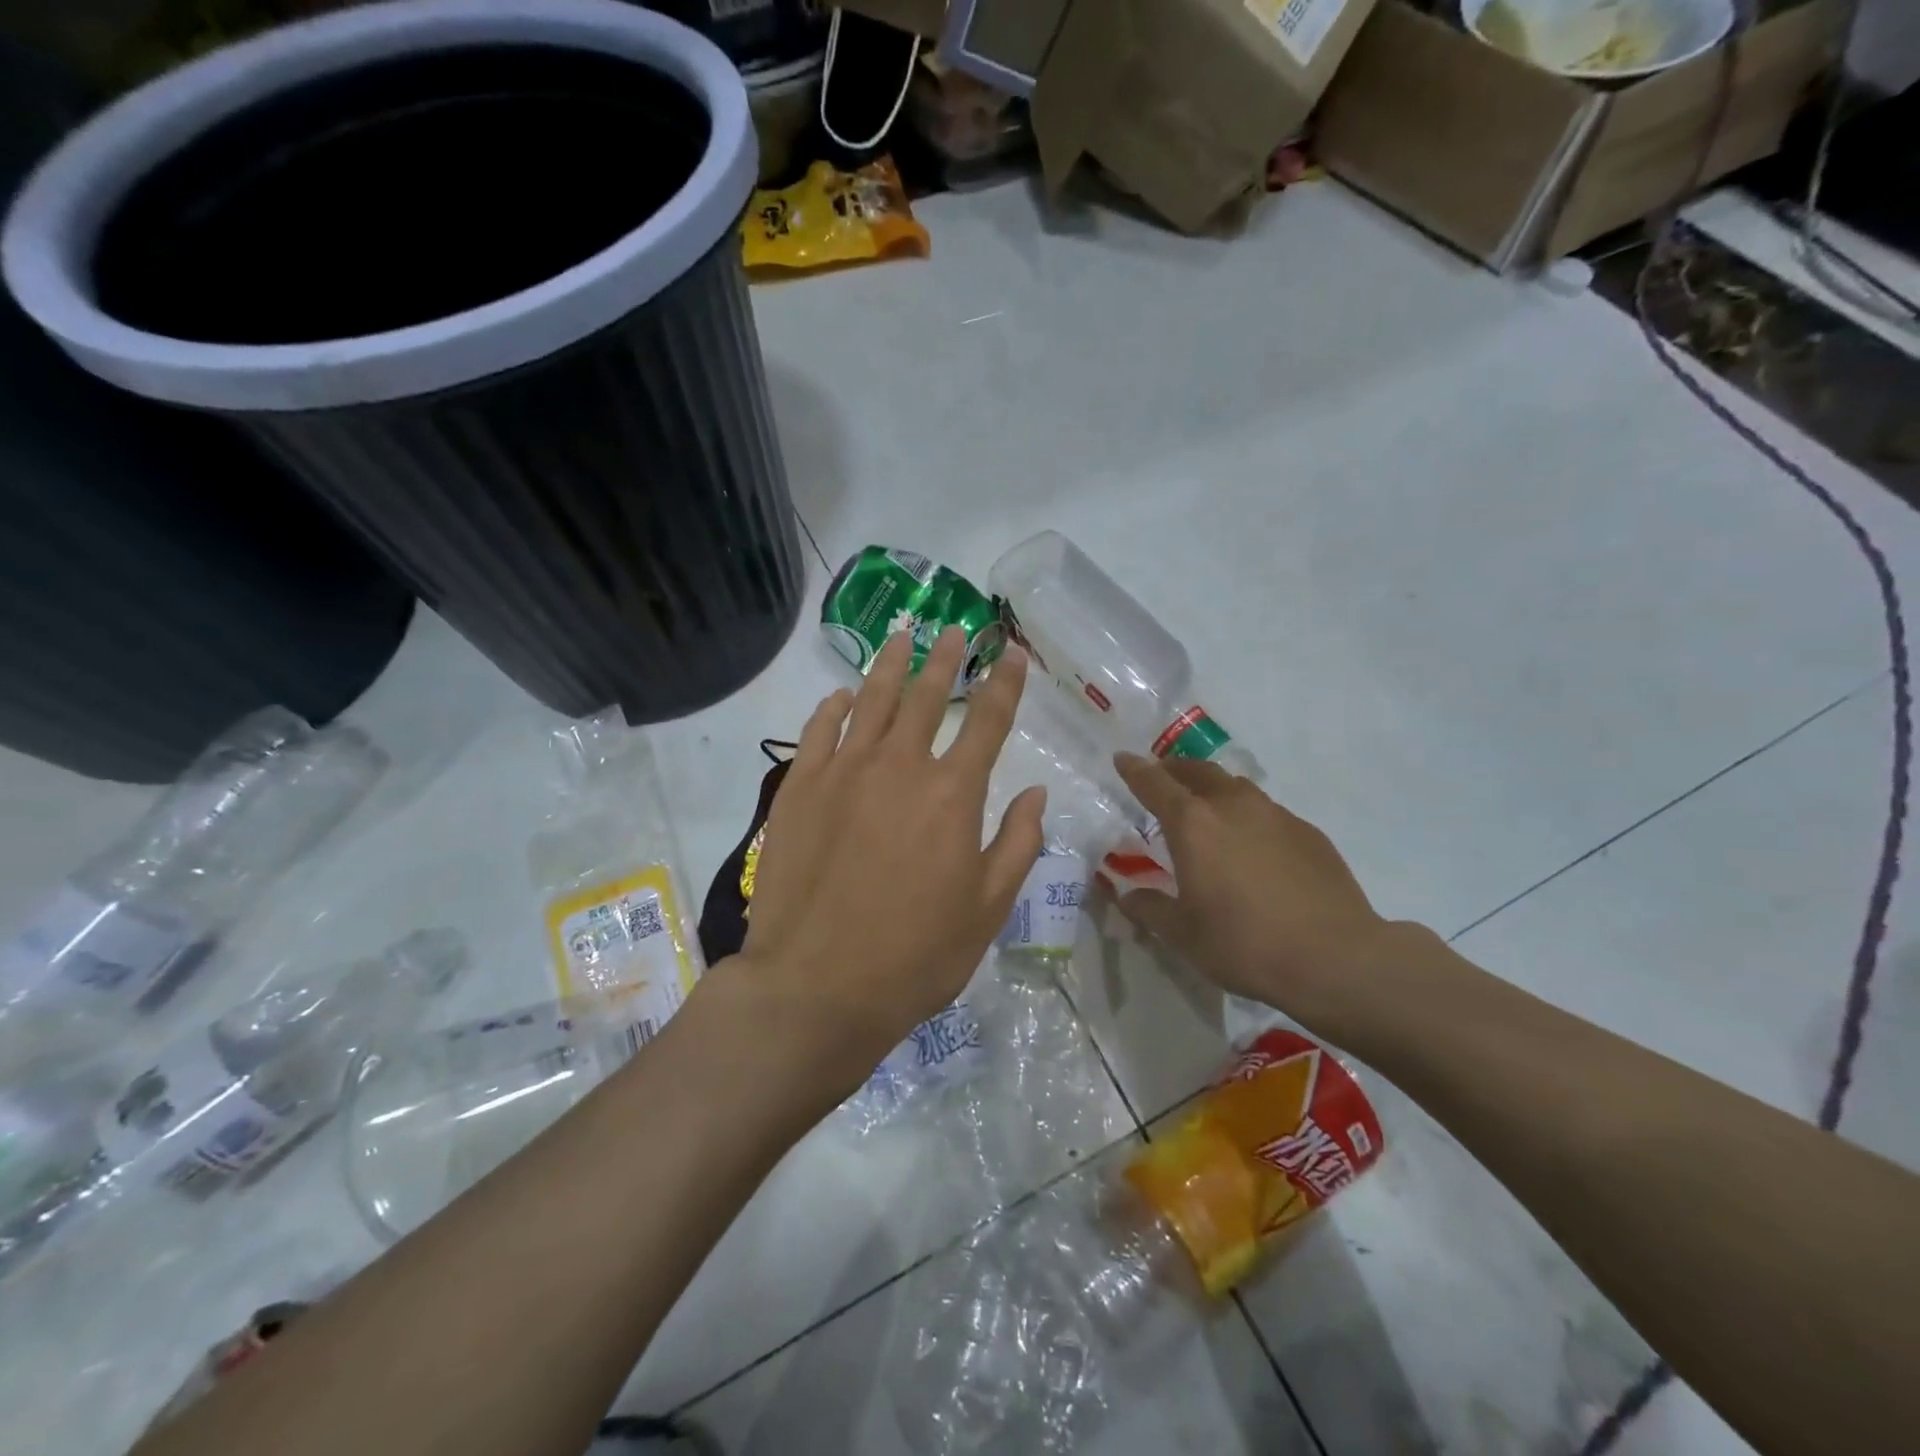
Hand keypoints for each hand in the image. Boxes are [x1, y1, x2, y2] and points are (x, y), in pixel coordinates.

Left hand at [738, 628, 1045, 1087]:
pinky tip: (841, 694)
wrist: (817, 986)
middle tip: (954, 631)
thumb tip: (1037, 793)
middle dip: (946, 659)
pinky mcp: (799, 788)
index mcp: (953, 794)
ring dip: (890, 664)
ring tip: (902, 636)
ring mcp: (843, 771)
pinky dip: (833, 706)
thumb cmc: (916, 955)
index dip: (1005, 682)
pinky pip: (818, 730)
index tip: (1014, 652)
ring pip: (870, 699)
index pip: (988, 720)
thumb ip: (1018, 843)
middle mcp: (900, 766)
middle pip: (926, 695)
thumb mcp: (988, 909)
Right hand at [1111, 754, 1395, 1024]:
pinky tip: (1253, 847)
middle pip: (1197, 771)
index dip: (1134, 769)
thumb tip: (1128, 894)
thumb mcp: (1182, 934)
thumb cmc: (1244, 944)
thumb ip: (1149, 908)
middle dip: (1174, 770)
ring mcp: (1276, 815)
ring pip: (1235, 787)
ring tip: (1207, 810)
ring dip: (1213, 789)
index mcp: (1193, 824)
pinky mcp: (1308, 832)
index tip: (1122, 759)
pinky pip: (1267, 812)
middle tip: (1162, 778)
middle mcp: (1232, 806)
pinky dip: (1248, 817)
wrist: (1335, 958)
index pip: (1154, 783)